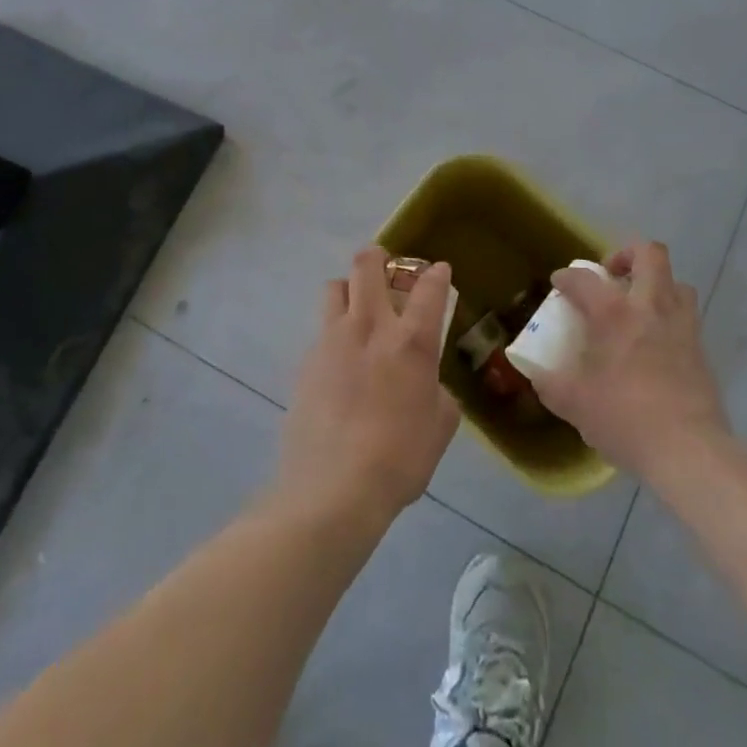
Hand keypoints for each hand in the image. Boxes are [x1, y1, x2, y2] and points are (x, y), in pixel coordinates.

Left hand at [276, 247, 459, 530]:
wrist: (333, 489)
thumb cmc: (400, 459)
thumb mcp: (439, 426)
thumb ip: (437, 391)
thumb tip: (426, 382)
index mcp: (411, 340)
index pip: (429, 287)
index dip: (437, 273)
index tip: (439, 272)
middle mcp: (370, 326)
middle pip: (368, 264)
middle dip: (379, 256)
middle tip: (387, 268)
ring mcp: (332, 340)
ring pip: (335, 286)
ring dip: (350, 288)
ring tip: (358, 309)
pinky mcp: (306, 361)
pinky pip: (321, 330)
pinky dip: (333, 333)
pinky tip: (339, 362)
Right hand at [528, 241, 730, 482]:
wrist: (689, 450)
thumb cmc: (625, 419)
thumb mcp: (575, 405)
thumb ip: (551, 385)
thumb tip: (538, 376)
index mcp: (614, 314)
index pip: (585, 278)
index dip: (567, 276)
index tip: (560, 283)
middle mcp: (650, 307)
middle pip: (649, 254)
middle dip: (627, 255)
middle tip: (611, 276)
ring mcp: (681, 326)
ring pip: (677, 282)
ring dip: (657, 284)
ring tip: (640, 305)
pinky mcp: (701, 349)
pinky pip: (687, 316)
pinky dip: (670, 317)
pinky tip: (658, 343)